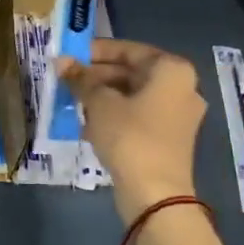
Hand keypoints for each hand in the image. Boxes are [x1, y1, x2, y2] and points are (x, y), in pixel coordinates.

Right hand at [59, 40, 205, 222]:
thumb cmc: (130, 137)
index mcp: (172, 71)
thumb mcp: (100, 103)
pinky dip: (115, 116)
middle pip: (133, 73)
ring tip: (73, 101)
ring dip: (103, 97)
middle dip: (97, 76)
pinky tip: (88, 124)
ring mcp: (178, 116)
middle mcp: (182, 88)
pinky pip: (138, 117)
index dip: (96, 51)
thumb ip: (81, 79)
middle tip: (67, 80)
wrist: (155, 194)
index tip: (70, 55)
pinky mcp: (169, 140)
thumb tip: (61, 61)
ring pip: (134, 97)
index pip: (129, 50)